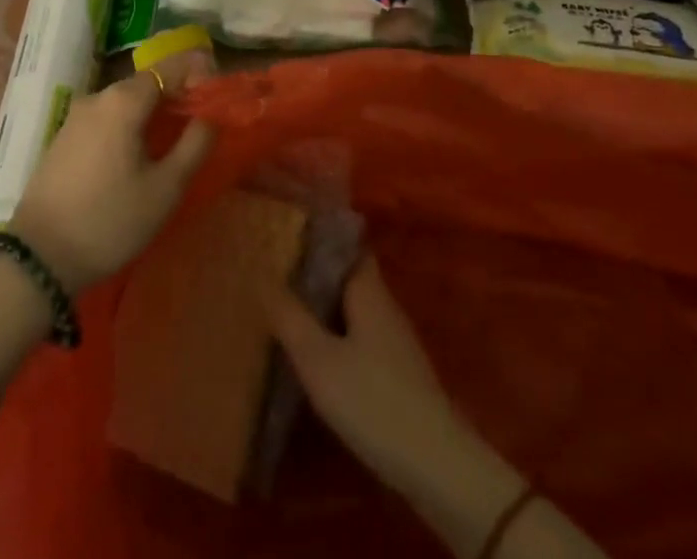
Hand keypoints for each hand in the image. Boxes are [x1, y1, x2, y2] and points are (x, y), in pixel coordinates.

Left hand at [8, 74, 213, 293]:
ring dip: (150, 113)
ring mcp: (75, 117)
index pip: (170, 68)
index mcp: (124, 100)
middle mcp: (98, 97)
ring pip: (124, 102)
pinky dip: (126, 126)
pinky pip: (105, 119)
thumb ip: (194, 144)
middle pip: (146, 84)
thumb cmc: (110, 220)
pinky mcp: (62, 138)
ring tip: (169, 144)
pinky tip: (134, 156)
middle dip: (174, 96)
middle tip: (197, 125)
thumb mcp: (165, 188)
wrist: (38, 260)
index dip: (196, 76)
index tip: (214, 100)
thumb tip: (210, 116)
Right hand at [269, 258, 472, 498]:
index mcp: (368, 291)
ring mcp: (394, 341)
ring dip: (324, 307)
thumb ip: (290, 317)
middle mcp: (384, 306)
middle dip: (316, 272)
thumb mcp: (319, 360)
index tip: (289, 232)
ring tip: (285, 308)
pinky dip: (336, 335)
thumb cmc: (373, 401)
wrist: (435, 465)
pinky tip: (314, 354)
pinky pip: (359, 337)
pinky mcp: (397, 373)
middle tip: (275, 271)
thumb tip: (261, 274)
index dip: (321, 236)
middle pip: (348, 277)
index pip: (347, 245)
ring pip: (353, 309)